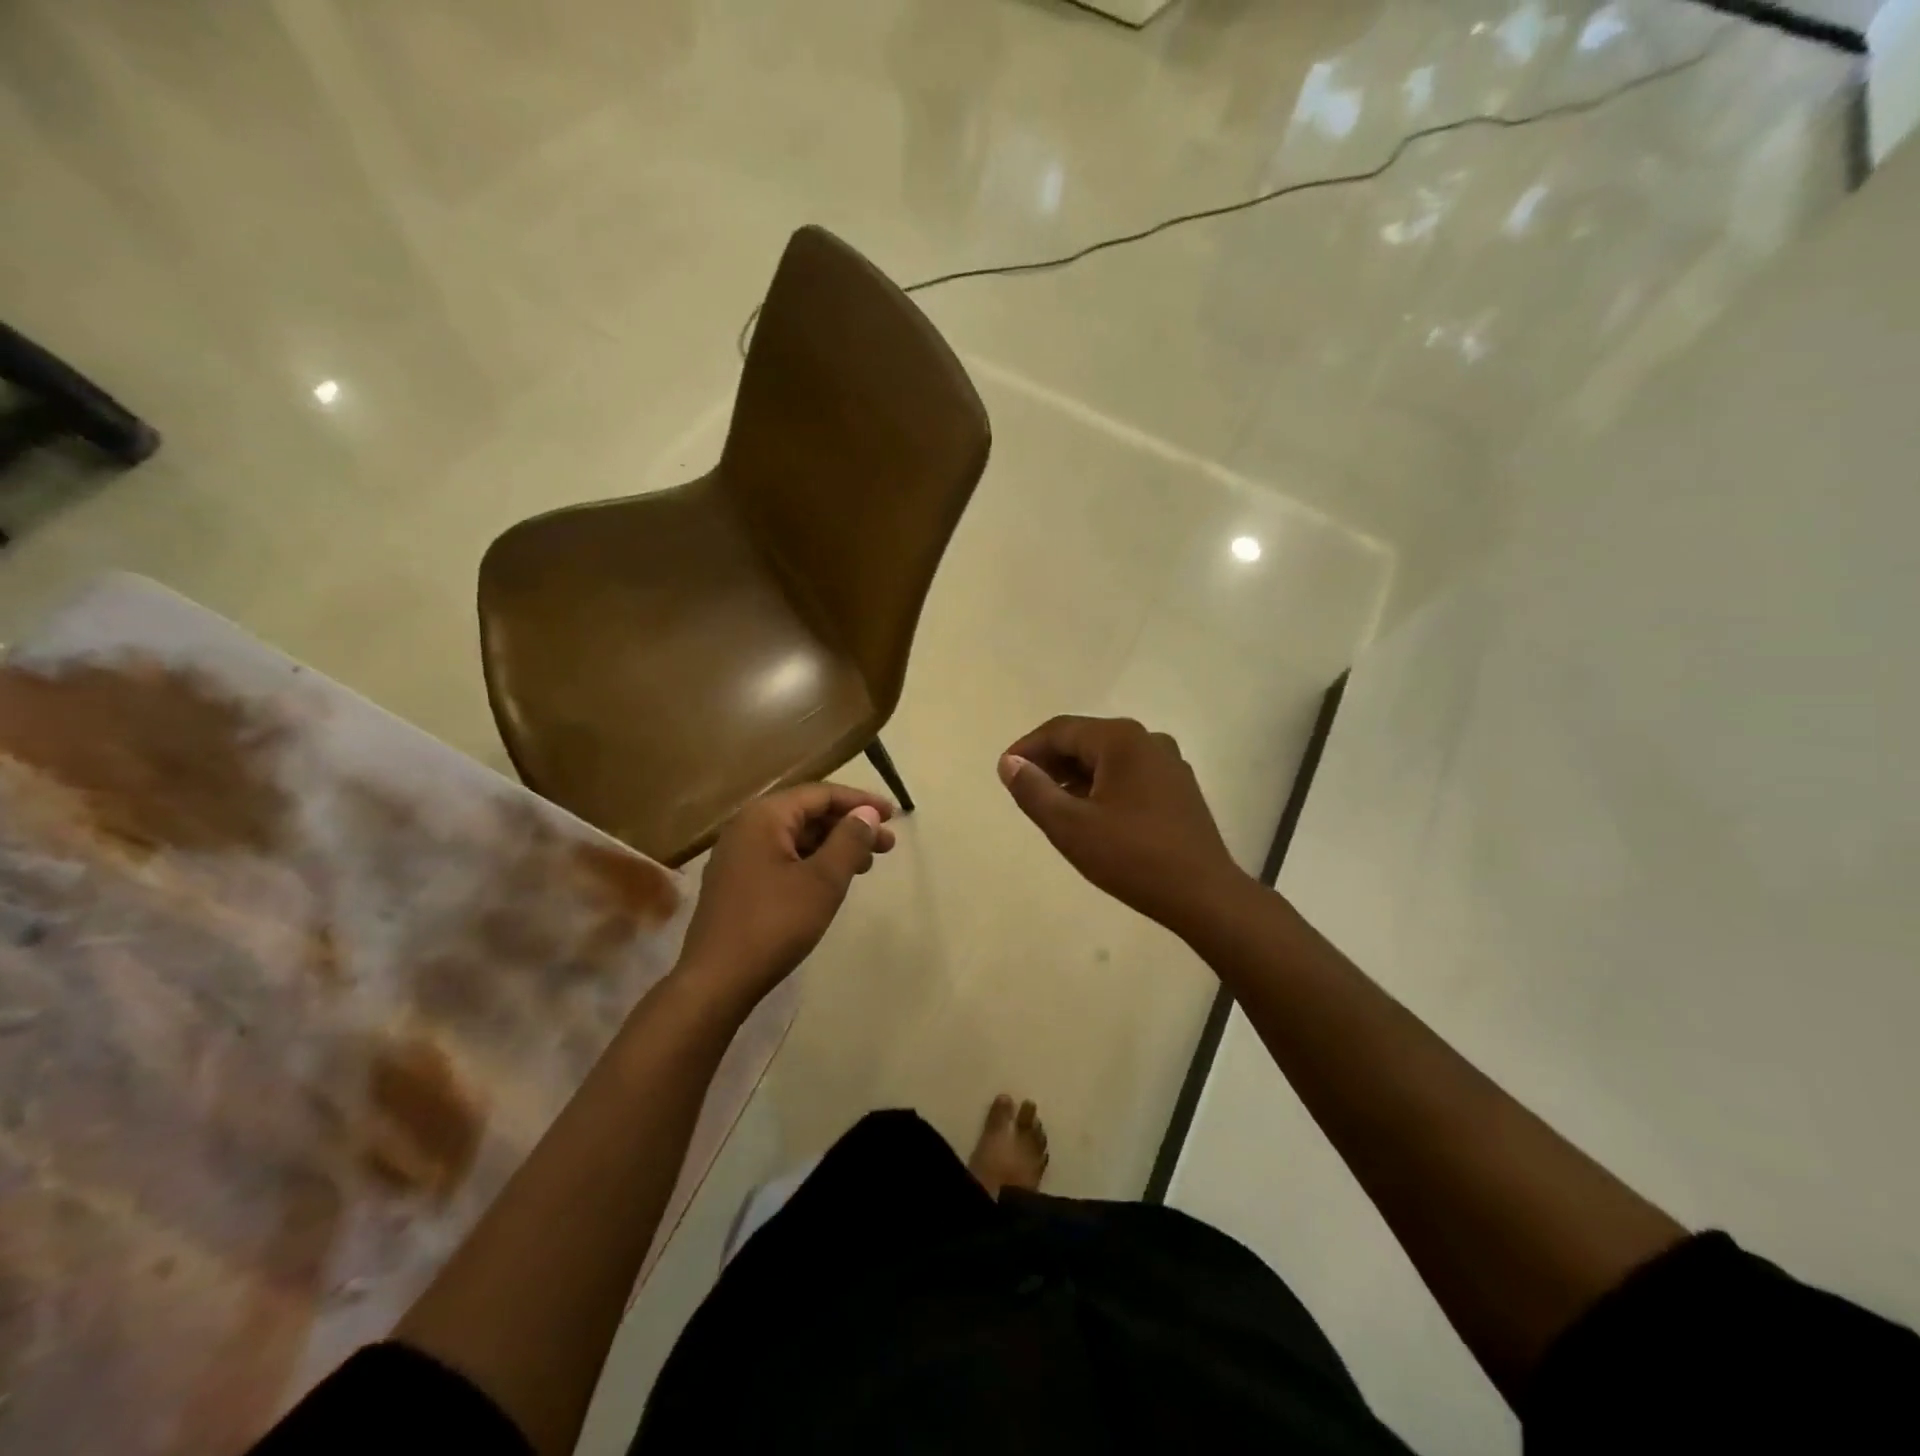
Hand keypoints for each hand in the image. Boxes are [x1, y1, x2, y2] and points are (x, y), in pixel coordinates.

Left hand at [678, 783, 896, 1006]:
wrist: (716, 981)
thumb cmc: (774, 924)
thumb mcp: (822, 881)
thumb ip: (849, 841)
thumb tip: (867, 814)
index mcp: (764, 817)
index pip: (820, 794)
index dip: (860, 802)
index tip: (893, 816)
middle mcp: (747, 827)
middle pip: (807, 813)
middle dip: (849, 826)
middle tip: (887, 845)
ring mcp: (738, 856)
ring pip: (796, 838)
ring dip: (833, 846)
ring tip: (866, 865)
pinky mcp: (737, 883)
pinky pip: (782, 858)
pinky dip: (812, 863)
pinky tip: (832, 882)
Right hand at [999, 716, 1247, 937]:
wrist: (1203, 894)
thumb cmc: (1132, 857)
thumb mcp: (1070, 826)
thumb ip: (1033, 790)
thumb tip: (1009, 763)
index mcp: (1121, 740)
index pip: (1060, 730)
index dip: (1027, 748)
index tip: (1003, 772)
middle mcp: (1148, 740)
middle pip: (1086, 740)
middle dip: (1051, 761)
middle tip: (1023, 788)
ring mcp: (1169, 763)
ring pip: (1108, 758)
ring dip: (1075, 774)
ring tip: (1051, 803)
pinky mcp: (1178, 788)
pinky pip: (1129, 774)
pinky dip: (1101, 785)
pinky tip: (1089, 813)